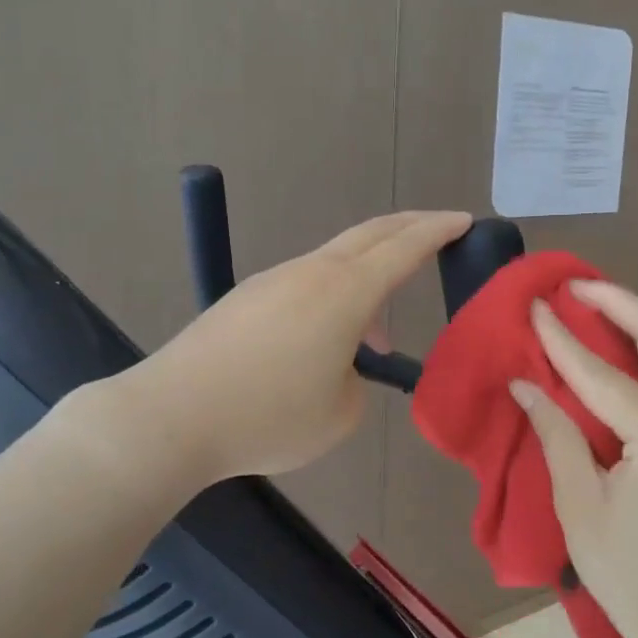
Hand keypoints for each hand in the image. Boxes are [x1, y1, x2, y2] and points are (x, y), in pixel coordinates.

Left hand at [134, 210, 469, 480]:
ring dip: (366, 279)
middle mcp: (311, 272)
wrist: (174, 415)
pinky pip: (304, 282)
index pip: (404, 248)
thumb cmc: (268, 416)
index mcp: (345, 293)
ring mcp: (273, 280)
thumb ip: (357, 383)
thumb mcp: (340, 414)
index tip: (463, 220)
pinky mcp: (245, 298)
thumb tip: (340, 367)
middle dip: (408, 228)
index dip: (438, 231)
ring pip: (335, 261)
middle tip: (437, 232)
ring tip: (376, 334)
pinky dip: (332, 296)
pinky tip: (324, 340)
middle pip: (370, 234)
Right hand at [509, 281, 637, 637]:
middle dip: (619, 302)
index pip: (600, 372)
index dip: (561, 338)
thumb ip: (556, 436)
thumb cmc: (633, 577)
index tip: (535, 304)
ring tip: (599, 306)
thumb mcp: (581, 507)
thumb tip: (527, 385)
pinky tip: (630, 351)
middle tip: (576, 285)